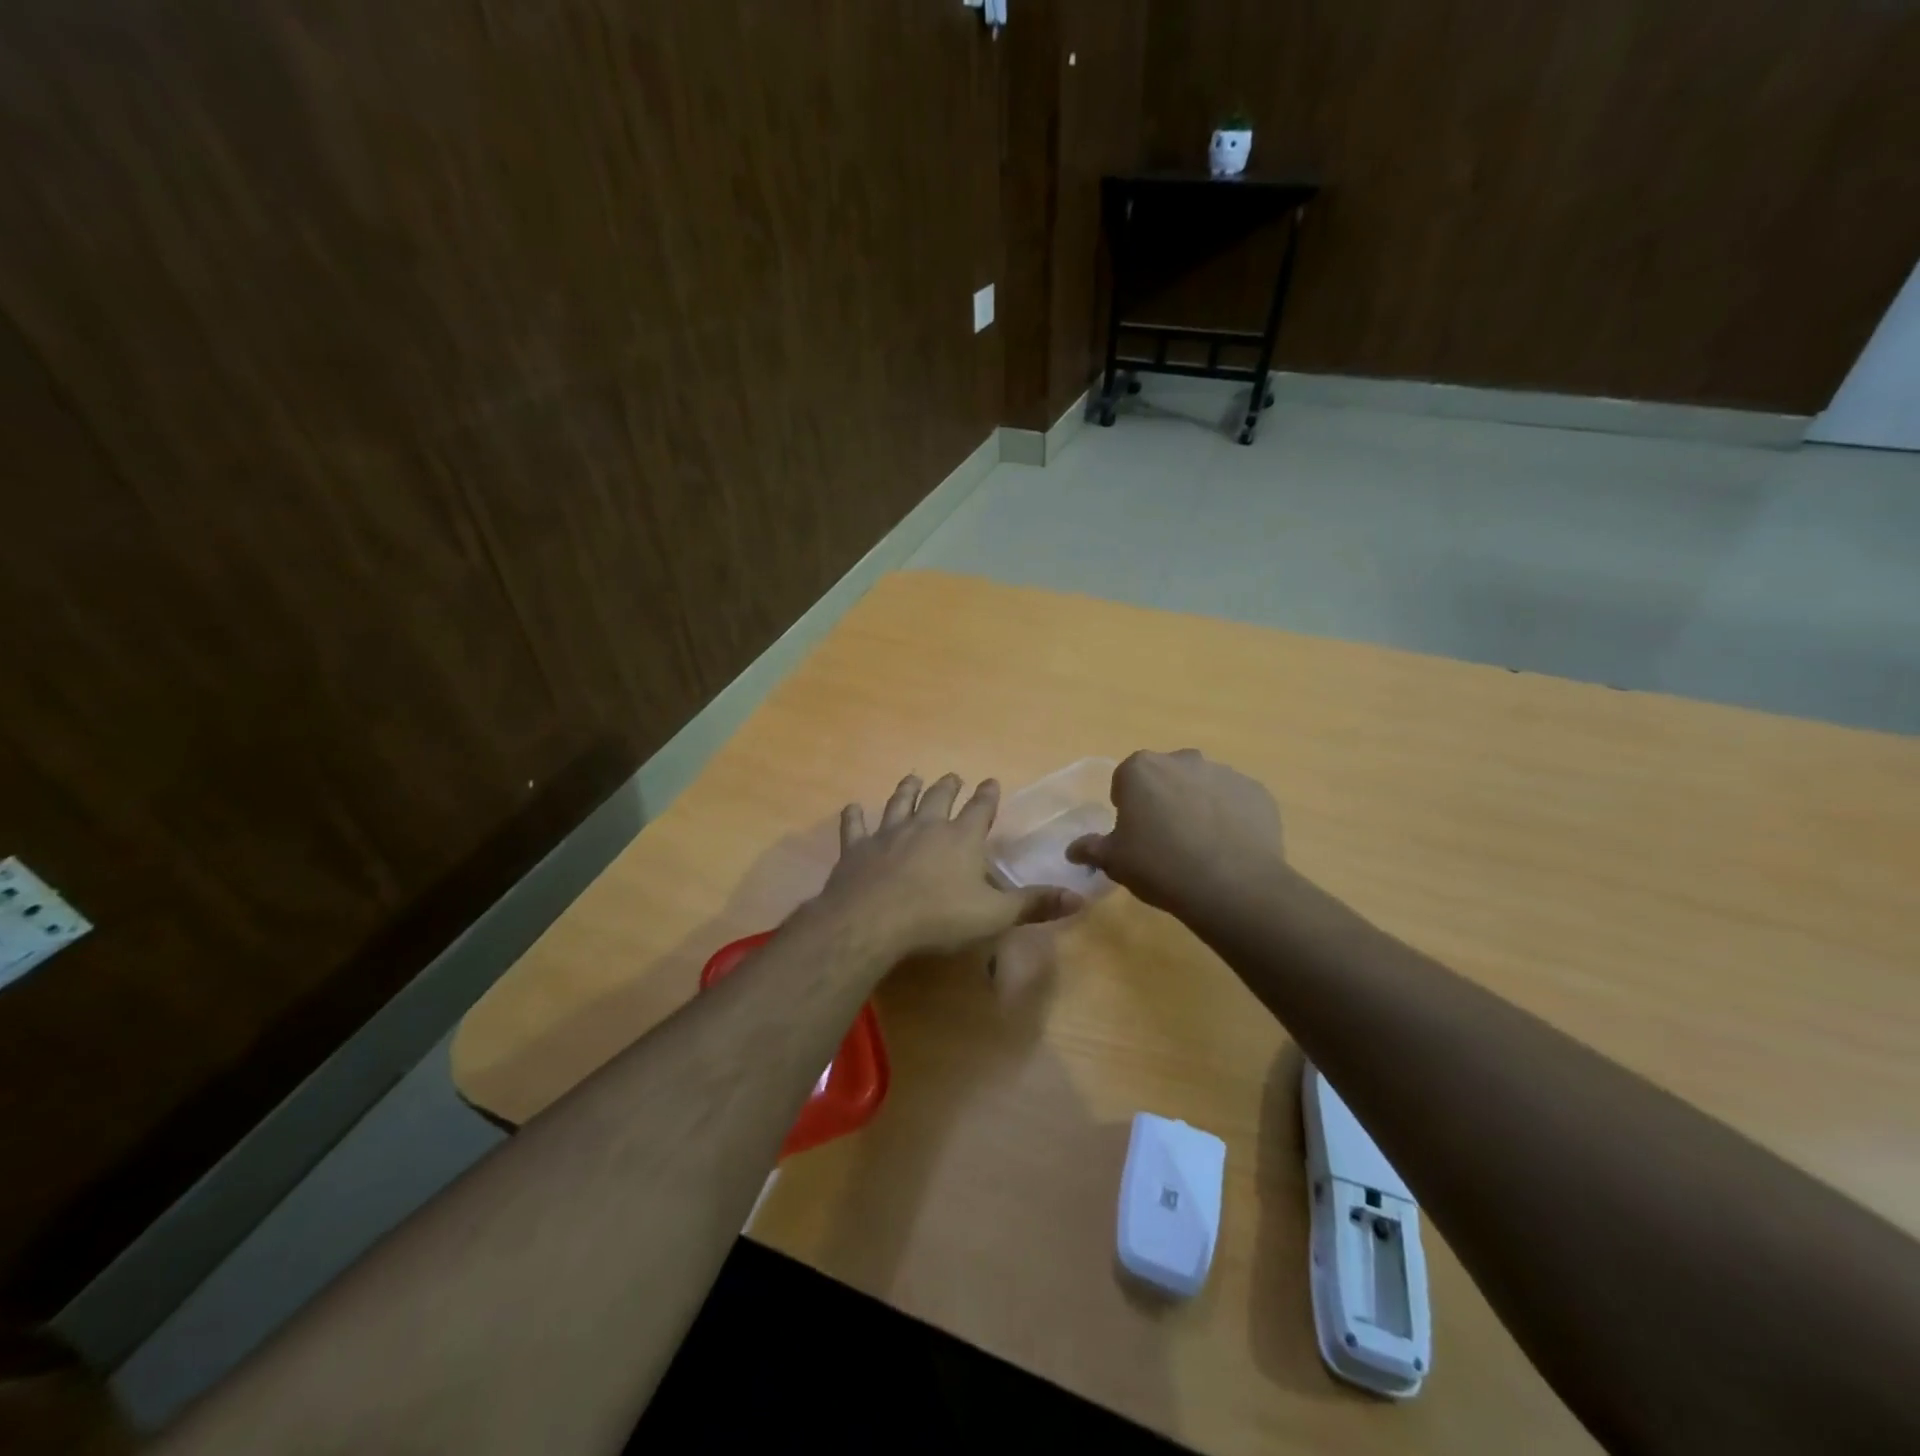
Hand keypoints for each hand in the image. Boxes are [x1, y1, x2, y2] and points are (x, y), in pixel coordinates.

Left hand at [813, 773, 1082, 963]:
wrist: (873, 920)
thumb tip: (1079, 896)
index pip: (980, 809)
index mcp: (961, 839)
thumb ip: (1034, 904)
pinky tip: (853, 808)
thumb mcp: (994, 915)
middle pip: (939, 798)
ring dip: (907, 790)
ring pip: (899, 803)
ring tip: (912, 777)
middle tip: (952, 776)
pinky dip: (855, 817)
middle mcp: (926, 827)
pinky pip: (856, 826)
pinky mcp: (858, 848)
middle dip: (948, 787)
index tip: (991, 781)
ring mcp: (889, 834)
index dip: (987, 796)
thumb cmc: (939, 917)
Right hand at [1066, 750, 1283, 914]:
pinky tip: (1229, 849)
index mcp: (1141, 768)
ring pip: (1202, 786)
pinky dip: (1230, 817)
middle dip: (1163, 800)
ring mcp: (1224, 772)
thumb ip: (1091, 849)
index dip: (1127, 806)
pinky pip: (1235, 801)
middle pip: (1166, 777)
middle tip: (1166, 840)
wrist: (1231, 885)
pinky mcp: (1256, 791)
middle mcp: (1183, 759)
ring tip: (1201, 848)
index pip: (1125, 780)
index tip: (1134, 834)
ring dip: (1197, 806)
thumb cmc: (1159, 866)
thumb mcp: (1114, 861)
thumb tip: (1072, 850)